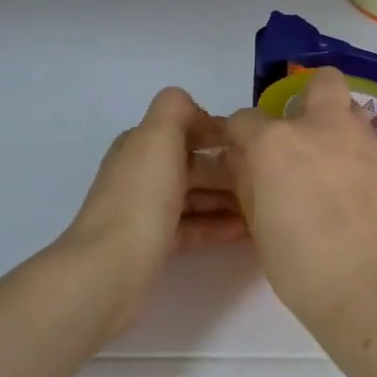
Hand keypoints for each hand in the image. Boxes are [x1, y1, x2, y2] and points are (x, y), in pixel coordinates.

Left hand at [59, 88, 245, 335]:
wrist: (110, 268)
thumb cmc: (142, 197)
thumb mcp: (158, 136)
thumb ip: (176, 108)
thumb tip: (197, 112)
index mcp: (140, 145)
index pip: (185, 129)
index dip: (218, 134)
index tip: (252, 145)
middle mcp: (140, 174)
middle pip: (192, 165)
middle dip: (228, 170)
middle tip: (266, 180)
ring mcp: (145, 211)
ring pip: (194, 198)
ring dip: (227, 200)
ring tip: (262, 207)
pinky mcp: (152, 245)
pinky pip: (191, 228)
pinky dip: (216, 226)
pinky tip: (244, 232)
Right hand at [223, 67, 376, 321]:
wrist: (370, 284)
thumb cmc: (300, 264)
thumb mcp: (258, 224)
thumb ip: (249, 182)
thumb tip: (244, 161)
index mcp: (276, 142)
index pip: (245, 119)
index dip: (242, 137)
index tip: (246, 156)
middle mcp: (322, 127)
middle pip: (321, 82)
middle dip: (310, 97)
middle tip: (305, 135)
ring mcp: (364, 140)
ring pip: (352, 114)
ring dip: (339, 131)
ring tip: (335, 171)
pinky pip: (372, 148)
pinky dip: (362, 162)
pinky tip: (361, 196)